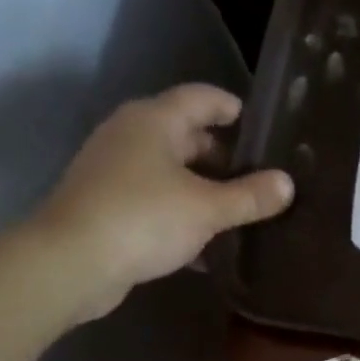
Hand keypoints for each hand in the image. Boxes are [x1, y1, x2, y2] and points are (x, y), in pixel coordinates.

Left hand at [29, 85, 291, 321]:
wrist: (73, 262)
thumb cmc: (144, 219)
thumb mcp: (207, 208)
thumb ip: (250, 196)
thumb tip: (287, 183)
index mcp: (154, 121)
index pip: (201, 98)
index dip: (232, 108)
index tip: (261, 127)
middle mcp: (131, 136)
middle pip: (187, 136)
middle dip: (224, 158)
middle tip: (260, 180)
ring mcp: (116, 171)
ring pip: (172, 173)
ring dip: (205, 191)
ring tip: (242, 214)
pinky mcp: (109, 206)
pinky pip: (157, 202)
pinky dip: (183, 216)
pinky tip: (209, 247)